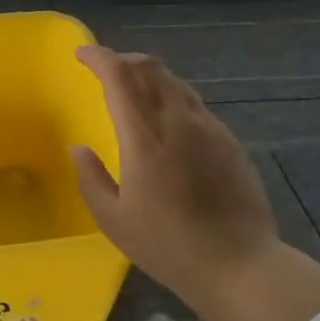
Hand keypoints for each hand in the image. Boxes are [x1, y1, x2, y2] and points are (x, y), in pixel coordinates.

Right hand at [70, 46, 280, 317]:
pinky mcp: (230, 142)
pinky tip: (169, 121)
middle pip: (150, 68)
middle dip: (124, 59)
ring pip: (175, 82)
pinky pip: (194, 104)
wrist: (241, 266)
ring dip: (150, 76)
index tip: (82, 54)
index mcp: (145, 138)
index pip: (120, 76)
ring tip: (135, 90)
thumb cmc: (169, 246)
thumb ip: (91, 179)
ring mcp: (209, 128)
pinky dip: (172, 97)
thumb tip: (78, 149)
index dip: (99, 57)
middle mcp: (178, 121)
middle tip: (106, 68)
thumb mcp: (115, 221)